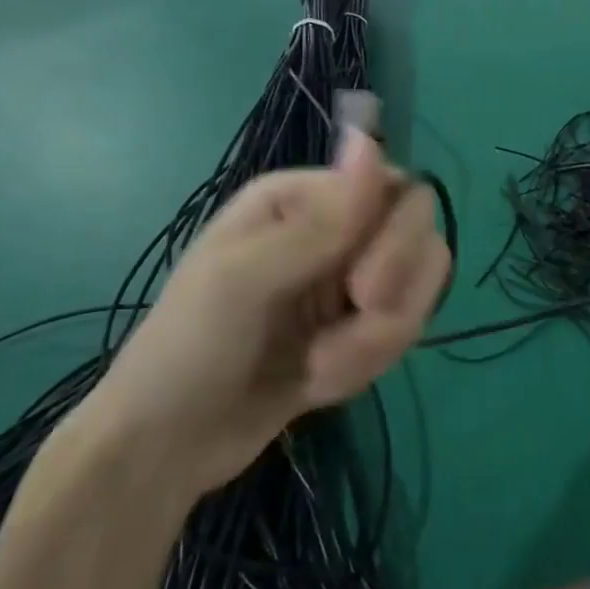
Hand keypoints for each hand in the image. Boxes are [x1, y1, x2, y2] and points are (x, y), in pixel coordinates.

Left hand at [82, 128, 448, 497]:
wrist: (167, 448)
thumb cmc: (188, 349)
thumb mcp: (244, 281)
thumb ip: (318, 222)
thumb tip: (369, 140)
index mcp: (305, 197)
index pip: (401, 192)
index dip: (399, 241)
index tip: (362, 293)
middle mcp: (338, 227)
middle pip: (421, 238)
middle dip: (392, 300)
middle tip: (338, 344)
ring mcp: (352, 277)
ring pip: (420, 289)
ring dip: (377, 340)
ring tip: (319, 370)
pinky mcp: (360, 325)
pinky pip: (404, 329)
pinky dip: (370, 362)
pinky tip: (320, 381)